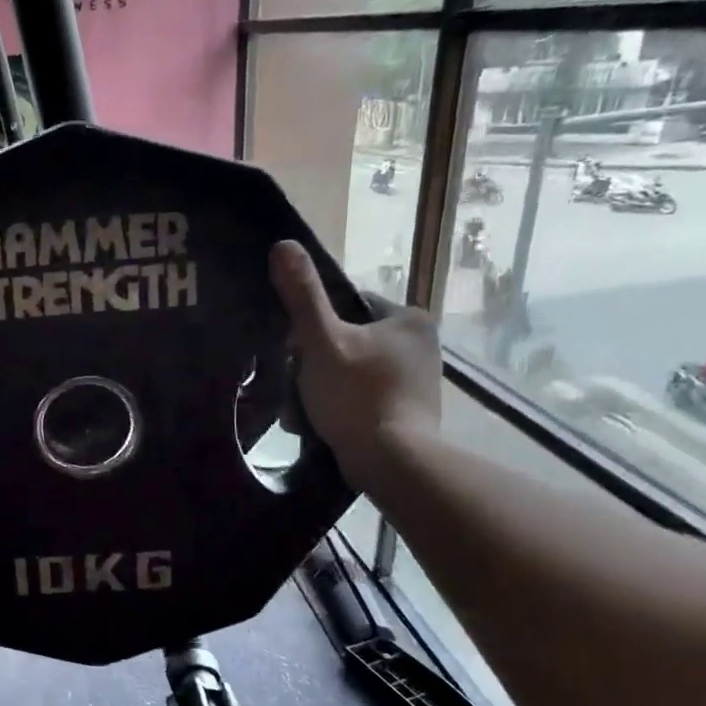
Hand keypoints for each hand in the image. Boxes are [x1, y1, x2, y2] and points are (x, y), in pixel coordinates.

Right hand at [269, 240, 440, 490]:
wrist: (391, 462)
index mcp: (409, 320)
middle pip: (347, 341)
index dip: (315, 325)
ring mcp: (418, 381)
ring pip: (351, 372)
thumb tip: (283, 244)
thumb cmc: (357, 395)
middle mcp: (422, 345)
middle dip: (316, 362)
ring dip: (322, 387)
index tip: (296, 349)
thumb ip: (303, 296)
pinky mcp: (411, 412)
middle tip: (295, 383)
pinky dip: (340, 407)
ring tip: (301, 410)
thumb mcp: (321, 341)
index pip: (349, 306)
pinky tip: (319, 424)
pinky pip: (363, 398)